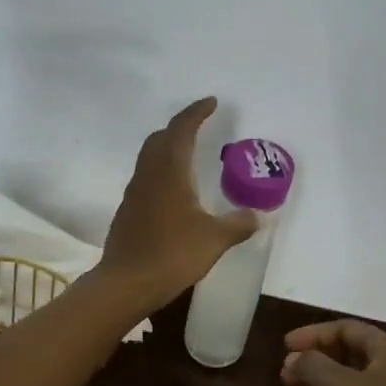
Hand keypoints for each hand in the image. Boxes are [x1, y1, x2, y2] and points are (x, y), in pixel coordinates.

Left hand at [98, 97, 257, 312]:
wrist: (125, 283)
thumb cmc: (172, 255)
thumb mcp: (214, 239)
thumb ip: (238, 224)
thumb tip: (260, 215)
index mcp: (170, 171)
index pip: (182, 129)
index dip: (196, 112)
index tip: (211, 102)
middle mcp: (149, 174)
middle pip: (161, 138)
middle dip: (180, 127)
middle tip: (200, 127)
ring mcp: (135, 191)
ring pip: (150, 157)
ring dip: (168, 148)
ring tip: (190, 156)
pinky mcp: (128, 210)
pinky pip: (146, 177)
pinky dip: (162, 171)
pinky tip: (175, 192)